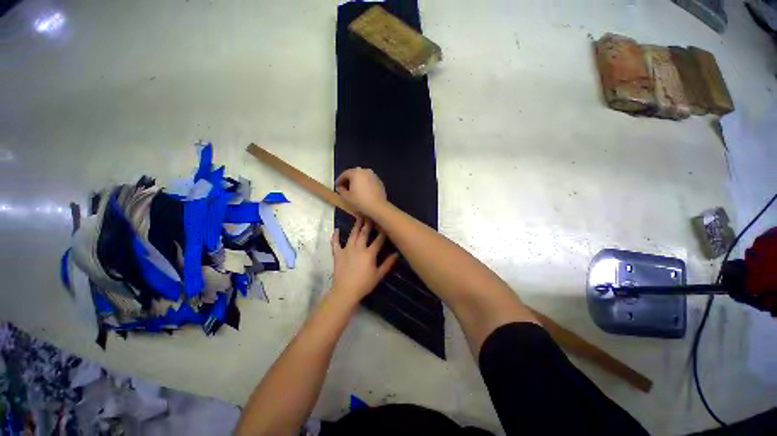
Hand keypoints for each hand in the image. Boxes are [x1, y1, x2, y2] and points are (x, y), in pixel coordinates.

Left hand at [331, 217, 398, 301]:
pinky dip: (335, 236)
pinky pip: (335, 243)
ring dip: (356, 225)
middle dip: (368, 224)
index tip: (385, 225)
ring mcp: (347, 249)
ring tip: (358, 217)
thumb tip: (397, 254)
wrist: (345, 291)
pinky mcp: (338, 253)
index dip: (382, 233)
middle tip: (370, 215)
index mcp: (369, 253)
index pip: (378, 240)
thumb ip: (388, 264)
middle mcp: (358, 248)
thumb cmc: (364, 284)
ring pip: (352, 234)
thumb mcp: (378, 275)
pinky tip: (336, 230)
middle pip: (364, 233)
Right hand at [335, 168, 387, 217]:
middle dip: (348, 180)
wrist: (378, 207)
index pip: (344, 174)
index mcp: (356, 172)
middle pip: (354, 174)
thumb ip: (341, 190)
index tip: (337, 186)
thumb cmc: (360, 201)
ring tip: (354, 190)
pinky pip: (369, 181)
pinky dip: (365, 184)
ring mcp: (374, 176)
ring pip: (362, 177)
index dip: (339, 180)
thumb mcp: (346, 197)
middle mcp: (365, 171)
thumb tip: (340, 187)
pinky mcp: (379, 182)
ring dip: (357, 182)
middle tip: (344, 188)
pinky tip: (363, 192)